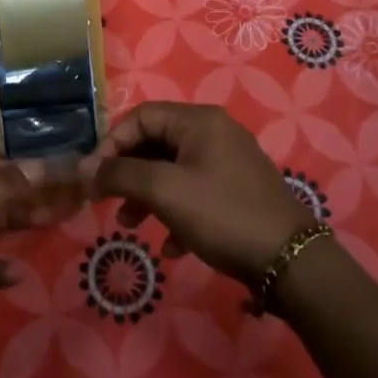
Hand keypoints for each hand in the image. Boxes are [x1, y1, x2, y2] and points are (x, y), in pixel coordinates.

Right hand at [79, 103, 313, 284]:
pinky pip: (194, 193)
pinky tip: (171, 247)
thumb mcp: (165, 191)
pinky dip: (175, 213)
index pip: (141, 117)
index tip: (94, 177)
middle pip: (156, 143)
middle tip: (106, 200)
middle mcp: (214, 133)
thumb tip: (86, 169)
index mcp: (199, 122)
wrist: (291, 261)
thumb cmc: (222, 214)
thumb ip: (121, 174)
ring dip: (147, 196)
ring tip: (130, 226)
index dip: (111, 143)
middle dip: (128, 173)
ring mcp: (228, 163)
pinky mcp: (237, 192)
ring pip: (173, 171)